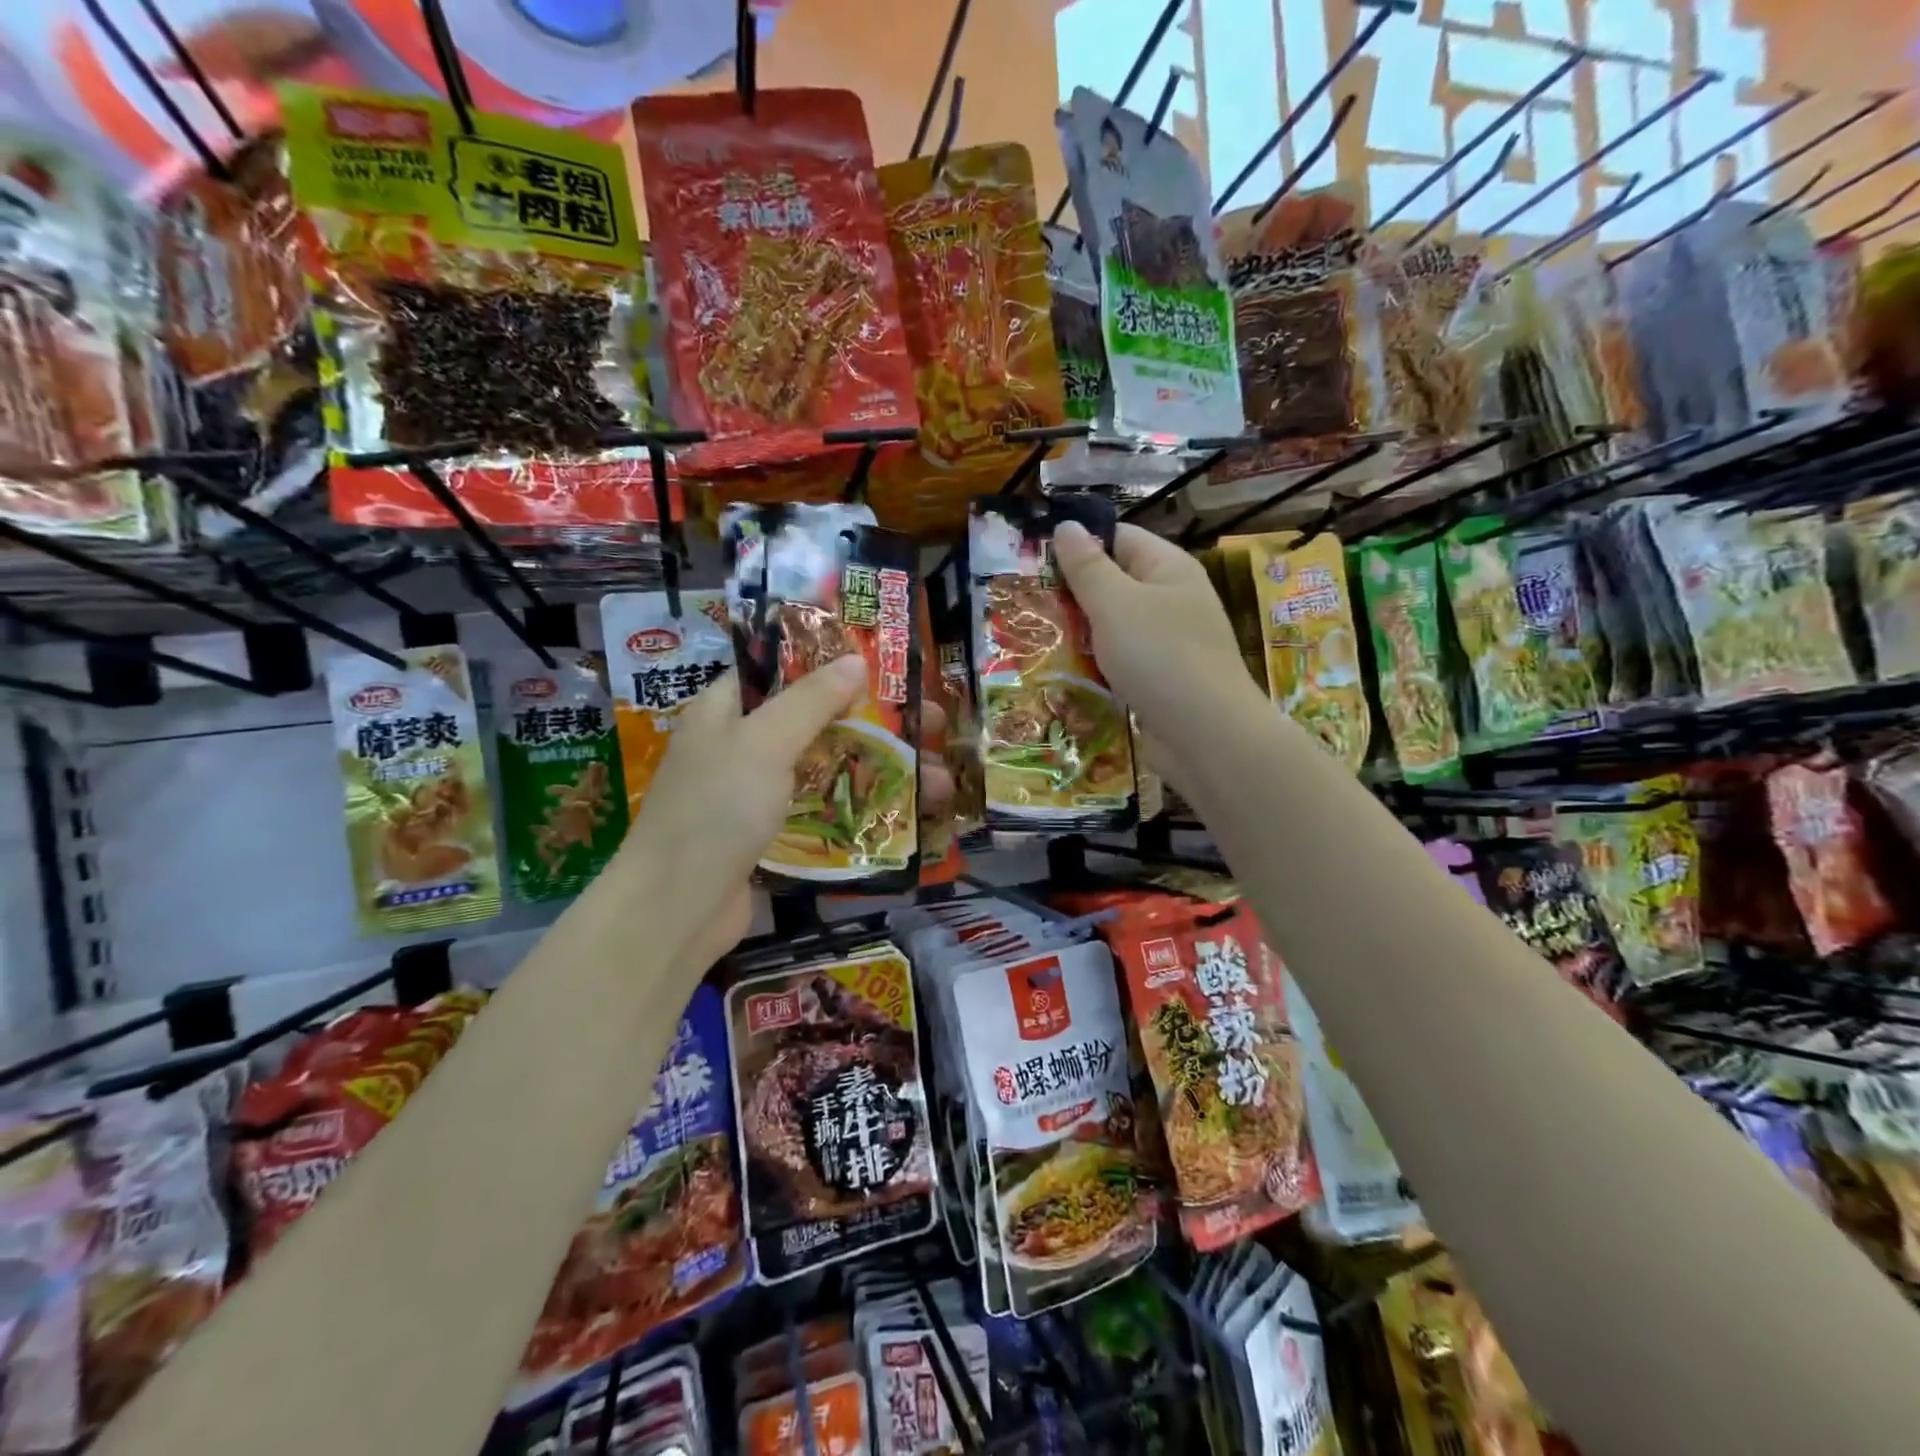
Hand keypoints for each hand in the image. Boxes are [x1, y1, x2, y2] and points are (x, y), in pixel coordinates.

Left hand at [613, 656, 953, 973]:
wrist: (676, 910)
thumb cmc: (716, 810)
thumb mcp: (764, 743)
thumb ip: (811, 701)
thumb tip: (856, 660)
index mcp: (726, 709)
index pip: (782, 670)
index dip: (834, 664)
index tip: (887, 667)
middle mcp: (740, 744)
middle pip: (816, 720)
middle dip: (874, 723)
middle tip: (932, 723)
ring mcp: (754, 792)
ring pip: (825, 766)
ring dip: (877, 769)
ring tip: (937, 780)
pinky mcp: (769, 833)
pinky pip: (820, 807)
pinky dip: (857, 805)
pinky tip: (901, 812)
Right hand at [1051, 520, 1254, 751]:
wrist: (1206, 735)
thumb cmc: (1160, 656)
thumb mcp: (1115, 603)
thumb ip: (1087, 566)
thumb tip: (1066, 526)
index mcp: (1168, 568)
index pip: (1119, 537)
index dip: (1079, 544)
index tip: (1034, 562)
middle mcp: (1173, 599)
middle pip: (1115, 582)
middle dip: (1074, 594)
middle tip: (1028, 605)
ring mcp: (1170, 642)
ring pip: (1115, 626)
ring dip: (1082, 633)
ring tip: (1038, 639)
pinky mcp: (1162, 679)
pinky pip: (1122, 661)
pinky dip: (1097, 664)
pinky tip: (1068, 674)